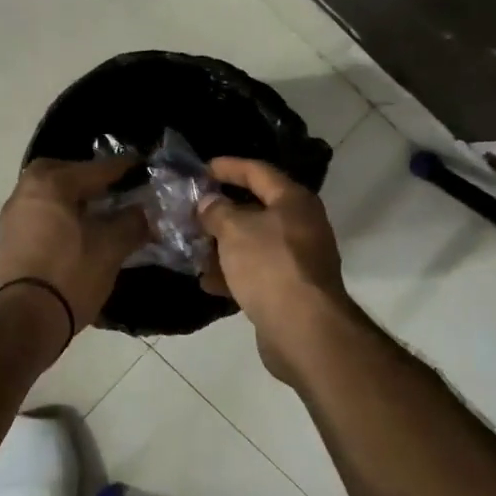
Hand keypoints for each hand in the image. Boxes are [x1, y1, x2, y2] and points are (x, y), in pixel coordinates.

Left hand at [0, 157, 149, 334]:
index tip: (142, 165)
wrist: (26, 319)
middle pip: (60, 172)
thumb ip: (132, 222)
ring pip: (46, 194)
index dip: (123, 169)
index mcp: (50, 184)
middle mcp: (25, 191)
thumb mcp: (111, 247)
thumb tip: (144, 211)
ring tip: (97, 211)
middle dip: (86, 177)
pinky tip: (76, 232)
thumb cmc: (71, 274)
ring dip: (70, 197)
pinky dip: (58, 215)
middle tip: (110, 188)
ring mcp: (12, 217)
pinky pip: (38, 215)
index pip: (95, 169)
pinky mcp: (8, 241)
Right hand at [197, 157, 346, 332]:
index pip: (258, 172)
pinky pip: (256, 272)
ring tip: (192, 247)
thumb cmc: (269, 266)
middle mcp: (300, 225)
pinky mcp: (289, 289)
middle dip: (221, 211)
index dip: (229, 167)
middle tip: (191, 210)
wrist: (304, 329)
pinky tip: (207, 282)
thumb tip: (209, 202)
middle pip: (256, 209)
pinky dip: (232, 273)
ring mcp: (297, 259)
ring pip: (253, 243)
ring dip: (222, 245)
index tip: (201, 169)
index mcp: (293, 201)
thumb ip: (217, 211)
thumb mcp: (234, 230)